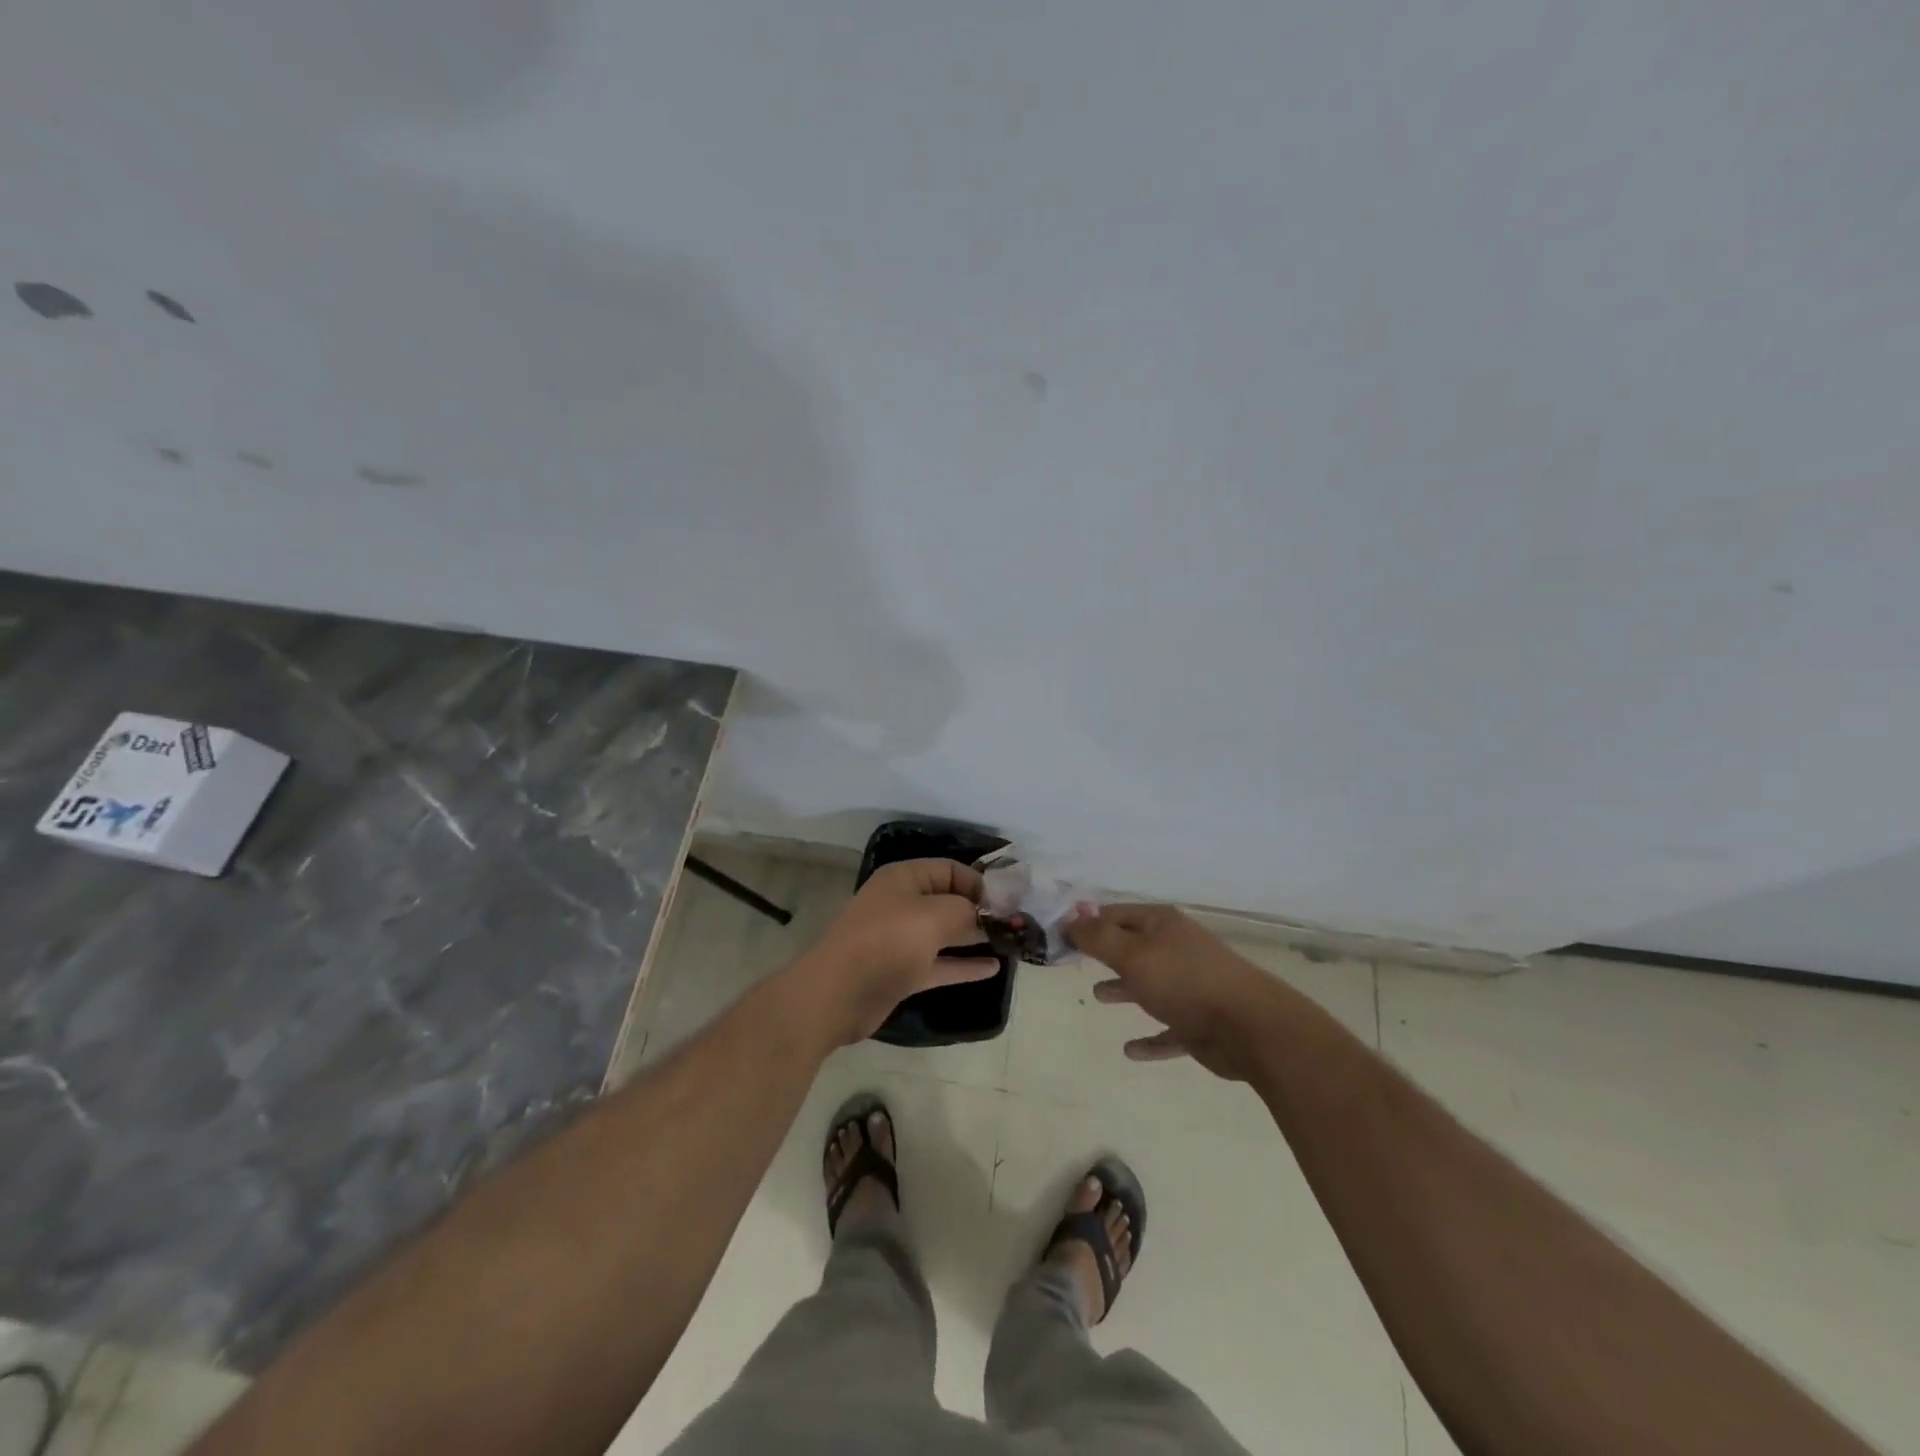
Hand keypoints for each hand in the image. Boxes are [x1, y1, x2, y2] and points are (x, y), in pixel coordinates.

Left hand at [794, 859, 999, 1046]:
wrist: (838, 994)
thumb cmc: (887, 942)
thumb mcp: (934, 916)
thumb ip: (967, 911)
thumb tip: (987, 915)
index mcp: (904, 879)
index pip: (950, 870)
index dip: (980, 882)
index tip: (1009, 902)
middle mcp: (902, 904)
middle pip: (949, 900)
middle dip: (981, 910)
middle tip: (1016, 924)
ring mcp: (901, 939)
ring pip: (945, 933)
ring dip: (974, 937)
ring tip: (1010, 943)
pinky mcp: (902, 971)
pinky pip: (940, 963)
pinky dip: (963, 965)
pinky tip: (993, 968)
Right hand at [1066, 903, 1278, 1081]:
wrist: (1250, 1026)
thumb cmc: (1184, 981)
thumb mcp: (1132, 954)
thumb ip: (1097, 938)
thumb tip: (1069, 920)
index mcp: (1162, 925)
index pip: (1116, 915)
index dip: (1087, 923)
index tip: (1060, 934)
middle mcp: (1176, 950)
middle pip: (1133, 947)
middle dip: (1105, 953)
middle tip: (1075, 961)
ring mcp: (1191, 987)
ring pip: (1149, 985)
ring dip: (1124, 990)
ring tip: (1097, 996)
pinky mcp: (1200, 1024)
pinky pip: (1167, 1030)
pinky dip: (1150, 1039)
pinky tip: (1130, 1051)